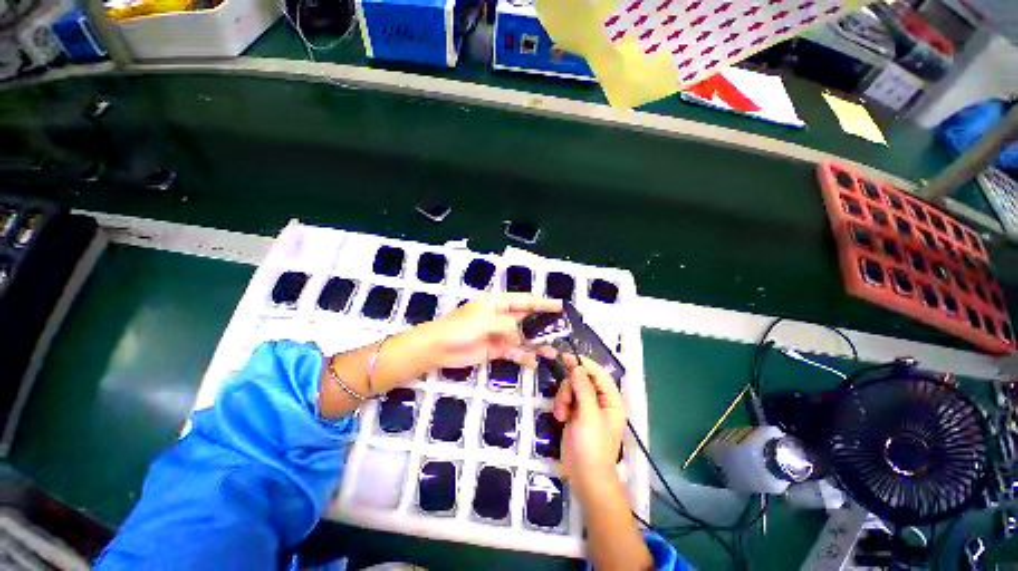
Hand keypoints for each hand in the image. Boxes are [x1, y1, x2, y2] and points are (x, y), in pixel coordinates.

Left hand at [421, 293, 561, 368]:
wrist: (439, 348)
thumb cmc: (461, 328)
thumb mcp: (486, 321)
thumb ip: (508, 326)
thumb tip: (524, 336)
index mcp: (499, 303)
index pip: (525, 300)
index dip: (542, 303)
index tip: (559, 306)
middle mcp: (502, 317)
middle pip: (527, 319)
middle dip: (543, 325)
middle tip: (562, 332)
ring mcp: (499, 334)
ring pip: (523, 337)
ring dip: (537, 344)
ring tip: (553, 352)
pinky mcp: (496, 350)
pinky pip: (514, 352)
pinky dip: (524, 357)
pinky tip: (534, 363)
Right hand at [554, 357, 626, 490]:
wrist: (584, 476)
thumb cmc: (592, 446)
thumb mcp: (588, 415)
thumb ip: (583, 389)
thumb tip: (578, 367)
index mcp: (611, 400)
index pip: (599, 374)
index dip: (584, 364)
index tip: (567, 357)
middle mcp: (600, 401)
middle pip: (582, 379)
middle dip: (570, 387)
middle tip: (565, 400)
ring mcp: (587, 407)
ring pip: (571, 388)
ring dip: (563, 397)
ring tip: (562, 414)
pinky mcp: (575, 414)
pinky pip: (566, 399)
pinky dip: (561, 405)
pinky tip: (560, 418)